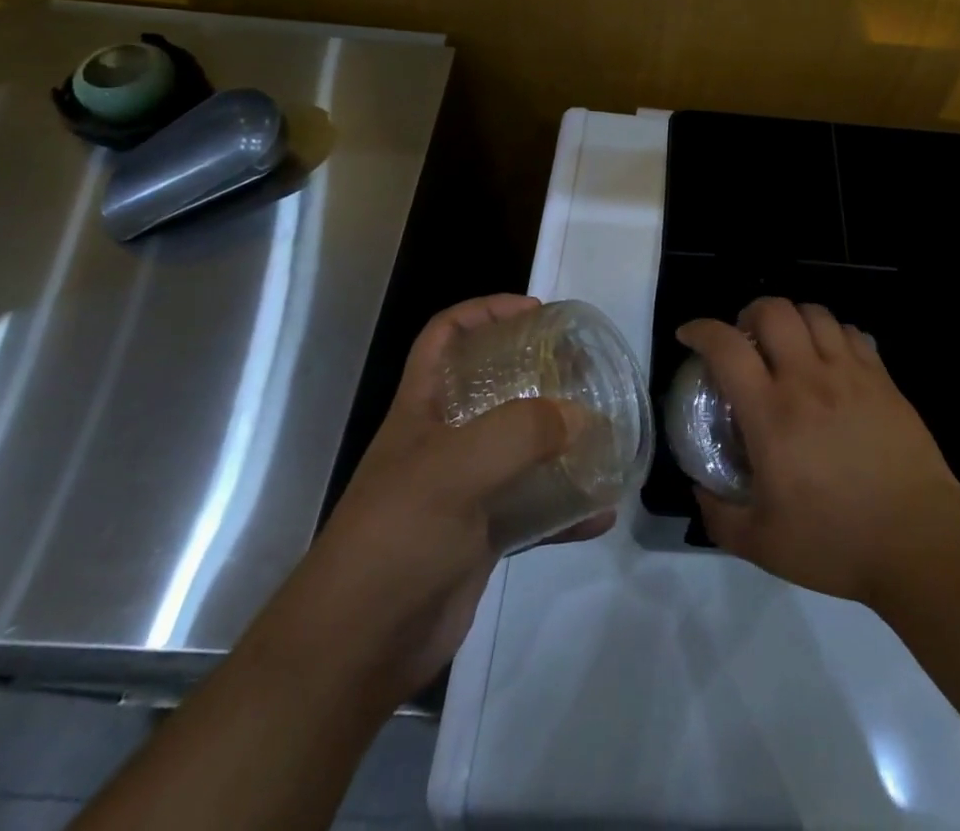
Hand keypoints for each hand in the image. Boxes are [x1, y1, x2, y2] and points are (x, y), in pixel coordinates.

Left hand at [313, 295, 612, 704]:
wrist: (357, 648)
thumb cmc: (397, 536)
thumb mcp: (456, 468)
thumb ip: (521, 432)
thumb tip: (581, 418)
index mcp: (423, 408)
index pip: (446, 336)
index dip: (485, 311)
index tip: (535, 312)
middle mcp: (443, 440)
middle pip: (491, 386)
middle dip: (536, 372)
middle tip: (583, 371)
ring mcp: (463, 490)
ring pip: (518, 447)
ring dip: (559, 440)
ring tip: (603, 433)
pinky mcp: (480, 536)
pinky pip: (532, 508)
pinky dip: (565, 507)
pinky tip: (600, 513)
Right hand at [678, 297, 959, 606]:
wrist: (920, 542)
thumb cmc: (836, 542)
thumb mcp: (762, 544)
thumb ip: (719, 514)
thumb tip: (699, 489)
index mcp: (771, 413)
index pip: (726, 347)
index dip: (700, 330)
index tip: (688, 335)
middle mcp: (808, 379)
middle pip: (773, 310)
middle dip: (748, 313)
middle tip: (745, 339)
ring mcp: (850, 373)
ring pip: (814, 313)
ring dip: (791, 319)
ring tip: (787, 344)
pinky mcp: (883, 379)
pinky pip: (851, 332)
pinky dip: (831, 334)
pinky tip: (829, 359)